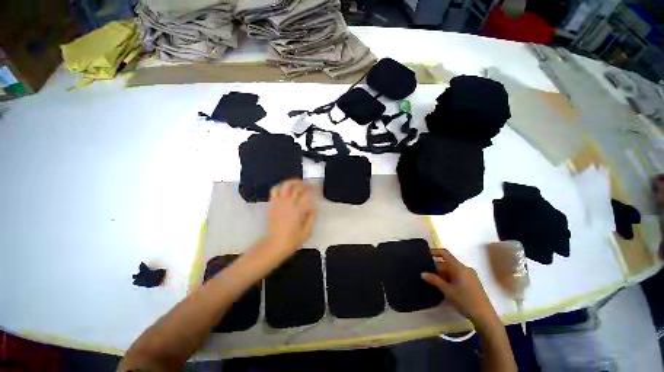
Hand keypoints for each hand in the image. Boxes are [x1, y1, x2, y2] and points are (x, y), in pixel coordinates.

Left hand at [266, 179, 315, 255]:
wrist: (274, 244)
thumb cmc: (292, 240)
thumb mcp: (307, 231)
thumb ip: (311, 217)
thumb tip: (314, 208)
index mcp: (299, 209)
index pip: (309, 194)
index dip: (315, 190)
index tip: (319, 189)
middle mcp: (289, 202)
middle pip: (299, 187)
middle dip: (307, 184)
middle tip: (312, 185)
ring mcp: (279, 202)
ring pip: (287, 185)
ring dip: (295, 181)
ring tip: (300, 183)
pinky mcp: (273, 203)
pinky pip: (275, 190)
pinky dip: (281, 186)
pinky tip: (286, 189)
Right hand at [421, 249, 499, 328]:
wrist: (485, 317)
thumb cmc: (465, 301)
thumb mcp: (448, 291)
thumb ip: (434, 280)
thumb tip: (422, 273)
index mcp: (459, 267)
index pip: (445, 253)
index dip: (434, 251)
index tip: (424, 254)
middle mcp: (465, 269)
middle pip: (447, 263)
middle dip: (436, 267)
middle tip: (425, 272)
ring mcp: (470, 276)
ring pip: (452, 270)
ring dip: (442, 274)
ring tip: (431, 280)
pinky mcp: (472, 283)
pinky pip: (457, 275)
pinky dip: (449, 278)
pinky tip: (443, 286)